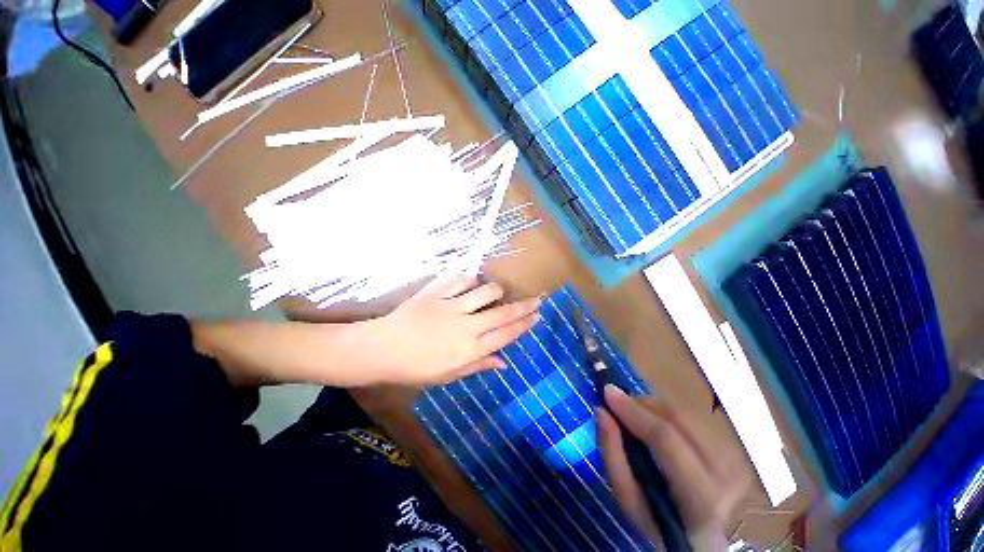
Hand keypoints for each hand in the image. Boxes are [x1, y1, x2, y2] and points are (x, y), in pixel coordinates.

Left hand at [369, 274, 540, 385]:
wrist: (381, 349)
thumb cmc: (415, 368)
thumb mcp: (448, 375)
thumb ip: (478, 365)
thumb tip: (504, 362)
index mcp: (469, 350)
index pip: (505, 334)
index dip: (524, 324)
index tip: (537, 315)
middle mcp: (466, 327)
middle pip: (502, 313)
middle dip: (524, 306)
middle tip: (537, 299)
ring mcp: (451, 306)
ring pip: (485, 291)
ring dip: (496, 290)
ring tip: (497, 292)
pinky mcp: (436, 293)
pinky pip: (460, 279)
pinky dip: (469, 279)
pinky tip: (470, 283)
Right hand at [596, 385, 748, 550]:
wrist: (702, 542)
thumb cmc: (659, 525)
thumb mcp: (629, 501)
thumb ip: (612, 456)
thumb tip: (601, 411)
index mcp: (699, 498)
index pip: (666, 440)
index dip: (634, 411)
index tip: (607, 392)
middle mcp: (725, 476)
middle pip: (679, 421)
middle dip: (642, 404)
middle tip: (618, 403)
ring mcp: (733, 462)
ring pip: (686, 416)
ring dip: (653, 408)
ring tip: (634, 415)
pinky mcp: (731, 452)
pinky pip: (693, 420)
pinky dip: (666, 414)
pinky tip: (655, 423)